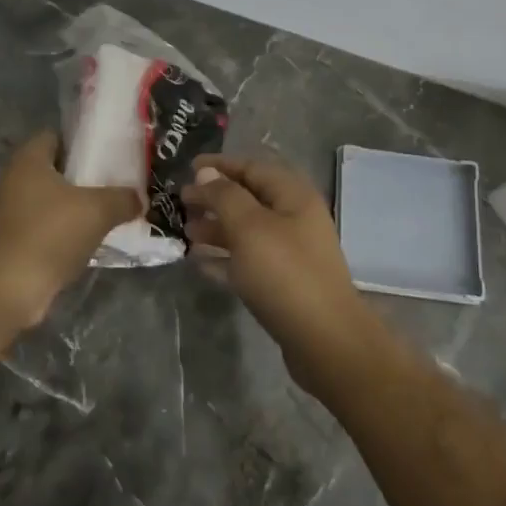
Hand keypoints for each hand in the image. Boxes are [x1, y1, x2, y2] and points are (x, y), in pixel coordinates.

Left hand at [0, 132, 140, 324]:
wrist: (11, 287)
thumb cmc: (52, 234)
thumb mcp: (99, 211)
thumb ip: (123, 199)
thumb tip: (138, 199)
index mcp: (28, 160)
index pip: (54, 136)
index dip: (80, 142)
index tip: (106, 154)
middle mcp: (12, 180)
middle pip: (52, 169)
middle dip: (80, 177)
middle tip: (111, 185)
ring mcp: (7, 212)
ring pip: (47, 200)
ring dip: (71, 206)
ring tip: (103, 214)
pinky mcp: (9, 240)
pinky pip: (41, 226)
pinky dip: (60, 231)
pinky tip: (84, 242)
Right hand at [181, 154, 384, 394]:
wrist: (324, 340)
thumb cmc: (284, 273)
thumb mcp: (249, 226)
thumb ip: (224, 195)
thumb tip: (206, 173)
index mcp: (293, 197)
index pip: (253, 168)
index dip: (220, 166)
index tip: (188, 168)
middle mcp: (295, 220)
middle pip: (249, 199)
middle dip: (214, 199)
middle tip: (181, 203)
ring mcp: (291, 254)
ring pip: (247, 232)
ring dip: (216, 229)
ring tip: (186, 232)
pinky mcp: (283, 284)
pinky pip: (248, 262)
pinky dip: (224, 259)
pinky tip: (199, 263)